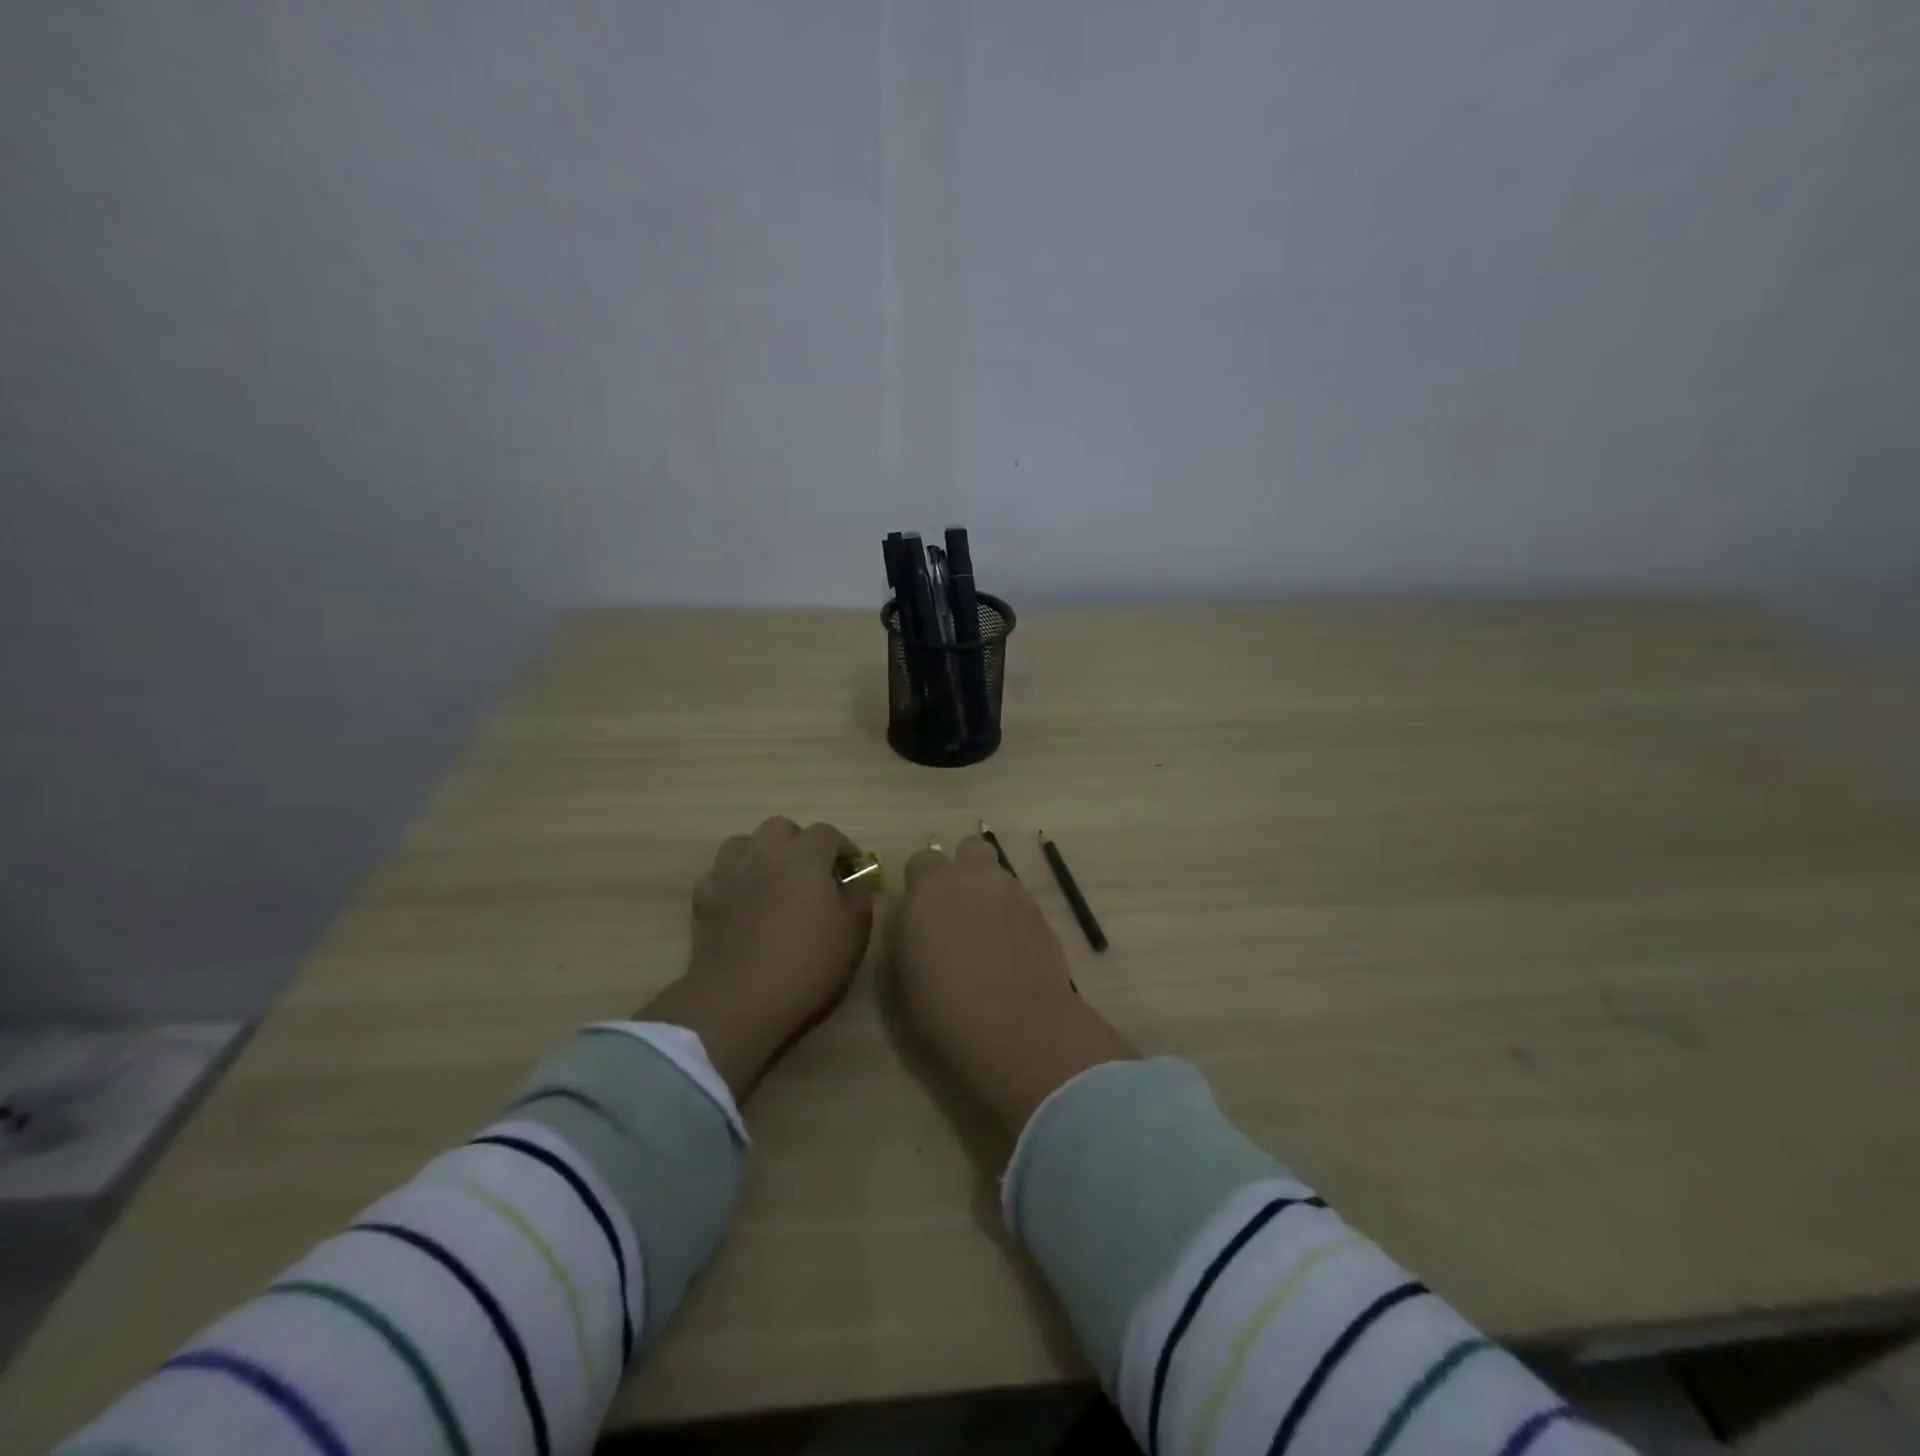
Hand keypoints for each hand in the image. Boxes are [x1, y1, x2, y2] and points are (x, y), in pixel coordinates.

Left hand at [642, 817, 875, 1100]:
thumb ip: (859, 895)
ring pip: (745, 842)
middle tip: (812, 872)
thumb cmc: (808, 963)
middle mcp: (765, 852)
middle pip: (782, 828)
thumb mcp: (855, 931)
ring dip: (763, 853)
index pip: (827, 833)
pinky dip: (734, 879)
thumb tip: (854, 879)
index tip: (852, 867)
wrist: (741, 999)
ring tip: (774, 879)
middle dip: (799, 842)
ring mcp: (729, 872)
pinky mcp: (704, 896)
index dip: (843, 847)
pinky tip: (742, 900)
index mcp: (805, 856)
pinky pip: (721, 872)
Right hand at [894, 836, 1135, 1137]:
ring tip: (985, 935)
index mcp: (932, 887)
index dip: (920, 882)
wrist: (1016, 1027)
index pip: (922, 860)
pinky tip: (1010, 952)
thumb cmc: (943, 1006)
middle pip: (969, 848)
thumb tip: (912, 916)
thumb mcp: (900, 973)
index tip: (918, 910)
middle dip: (962, 869)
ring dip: (988, 893)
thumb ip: (904, 931)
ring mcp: (1014, 893)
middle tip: (955, 908)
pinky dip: (1012, 918)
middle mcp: (975, 878)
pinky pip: (1020, 903)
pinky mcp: (1042, 916)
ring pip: (998, 875)